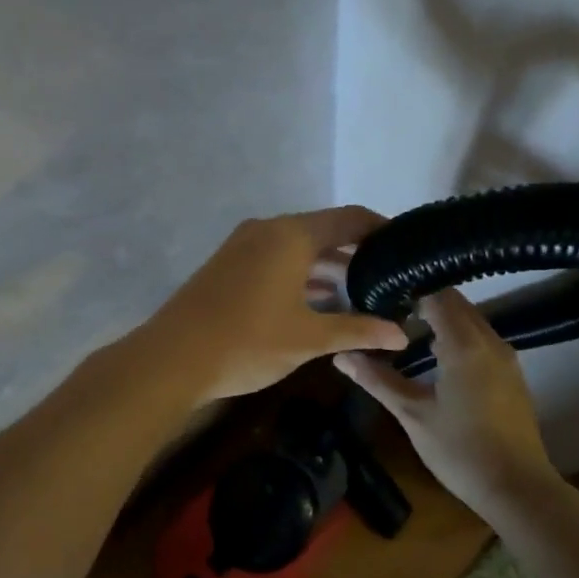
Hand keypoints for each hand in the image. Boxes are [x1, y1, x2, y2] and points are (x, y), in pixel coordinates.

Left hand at [138, 207, 410, 404]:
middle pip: (323, 231)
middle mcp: (267, 230)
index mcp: (291, 235)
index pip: (349, 218)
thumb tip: (403, 336)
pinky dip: (301, 274)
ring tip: (361, 293)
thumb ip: (357, 331)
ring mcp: (243, 246)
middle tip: (389, 277)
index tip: (407, 247)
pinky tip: (318, 302)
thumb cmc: (248, 342)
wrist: (171, 359)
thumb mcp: (309, 339)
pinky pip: (276, 259)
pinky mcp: (227, 265)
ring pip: (297, 247)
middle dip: (356, 252)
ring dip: (327, 266)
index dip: (381, 229)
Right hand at [334, 288, 557, 511]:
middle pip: (456, 302)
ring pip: (471, 319)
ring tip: (405, 329)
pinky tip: (435, 355)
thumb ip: (377, 380)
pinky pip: (481, 338)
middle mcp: (490, 341)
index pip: (436, 295)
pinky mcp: (511, 374)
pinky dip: (457, 334)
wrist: (517, 489)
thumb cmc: (460, 450)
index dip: (407, 290)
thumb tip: (341, 355)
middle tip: (386, 309)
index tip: (379, 294)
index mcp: (465, 345)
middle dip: (423, 300)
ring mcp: (506, 357)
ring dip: (441, 318)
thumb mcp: (412, 414)